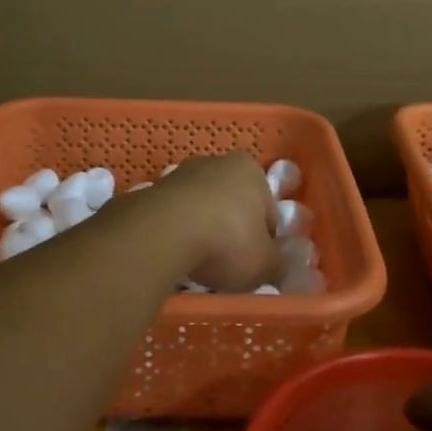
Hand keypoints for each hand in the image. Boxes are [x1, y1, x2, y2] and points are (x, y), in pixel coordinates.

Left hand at [142, 153, 280, 293]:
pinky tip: (176, 255)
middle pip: (233, 205)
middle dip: (232, 232)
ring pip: (202, 209)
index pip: (268, 211)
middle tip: (229, 266)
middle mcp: (217, 161)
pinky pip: (175, 216)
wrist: (163, 233)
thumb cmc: (227, 241)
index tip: (256, 264)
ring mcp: (181, 173)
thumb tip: (277, 268)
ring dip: (203, 232)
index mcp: (250, 169)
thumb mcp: (265, 264)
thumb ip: (277, 265)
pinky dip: (178, 233)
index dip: (265, 242)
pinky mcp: (154, 189)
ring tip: (199, 264)